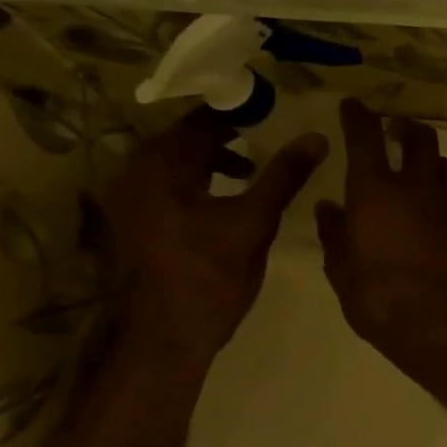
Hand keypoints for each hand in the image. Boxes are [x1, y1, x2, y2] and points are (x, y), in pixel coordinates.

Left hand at [104, 107, 328, 366]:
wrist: (170, 333)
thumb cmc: (213, 274)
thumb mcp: (255, 220)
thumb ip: (284, 175)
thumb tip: (316, 138)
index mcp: (160, 167)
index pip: (200, 120)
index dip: (238, 113)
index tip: (274, 115)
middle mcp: (135, 174)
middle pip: (183, 139)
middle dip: (226, 136)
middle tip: (268, 138)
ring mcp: (129, 200)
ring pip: (175, 163)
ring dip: (212, 159)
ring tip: (251, 169)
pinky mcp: (135, 222)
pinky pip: (167, 184)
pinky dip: (197, 180)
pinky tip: (226, 197)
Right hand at [314, 99, 446, 355]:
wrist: (442, 324)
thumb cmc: (379, 298)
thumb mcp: (342, 269)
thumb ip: (335, 234)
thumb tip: (329, 207)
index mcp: (376, 191)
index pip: (365, 137)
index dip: (359, 116)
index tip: (355, 105)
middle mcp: (419, 188)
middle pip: (420, 139)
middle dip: (407, 128)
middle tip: (397, 130)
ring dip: (432, 164)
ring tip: (422, 173)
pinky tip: (440, 221)